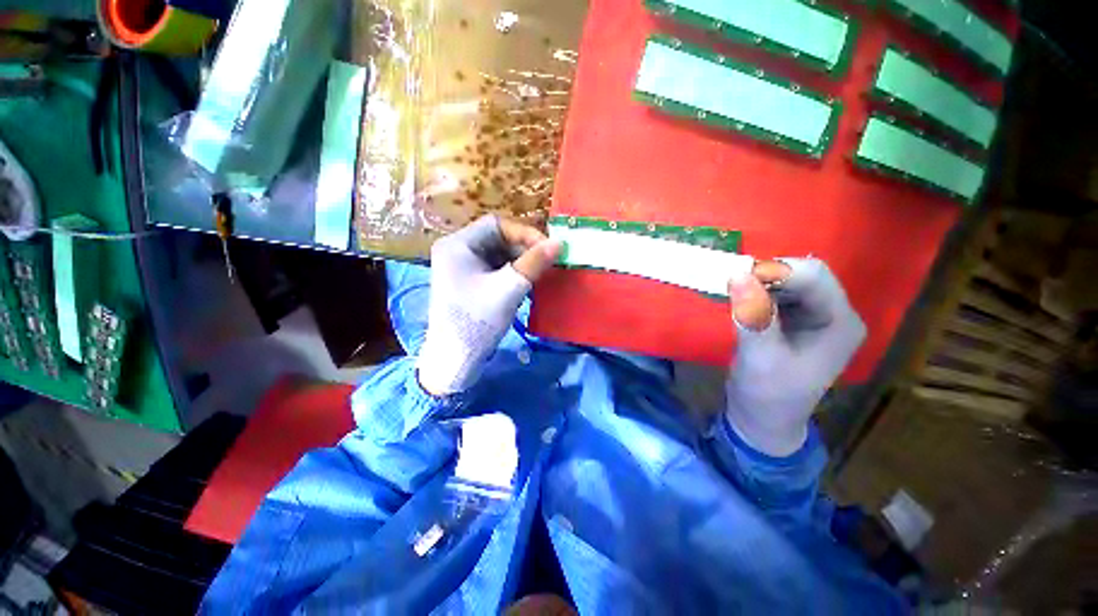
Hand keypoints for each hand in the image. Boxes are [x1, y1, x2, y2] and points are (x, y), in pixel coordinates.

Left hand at [416, 215, 561, 395]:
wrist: (454, 360)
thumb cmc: (477, 320)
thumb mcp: (509, 289)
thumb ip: (534, 263)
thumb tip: (559, 243)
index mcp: (458, 244)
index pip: (497, 225)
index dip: (525, 233)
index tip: (549, 248)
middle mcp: (457, 251)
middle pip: (498, 239)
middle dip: (525, 250)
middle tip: (549, 263)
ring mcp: (462, 268)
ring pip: (499, 255)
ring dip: (522, 263)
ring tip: (542, 275)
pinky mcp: (469, 283)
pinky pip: (496, 270)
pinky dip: (513, 275)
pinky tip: (528, 285)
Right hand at [725, 259, 866, 455]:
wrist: (762, 419)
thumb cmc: (768, 395)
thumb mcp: (760, 357)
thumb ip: (753, 315)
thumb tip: (737, 274)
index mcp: (839, 323)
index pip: (815, 277)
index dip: (777, 270)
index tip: (737, 276)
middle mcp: (833, 313)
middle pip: (803, 274)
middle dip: (766, 275)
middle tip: (731, 283)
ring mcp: (814, 316)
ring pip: (787, 281)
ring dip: (758, 282)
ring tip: (733, 292)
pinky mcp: (794, 320)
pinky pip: (775, 293)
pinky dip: (755, 292)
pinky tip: (739, 301)